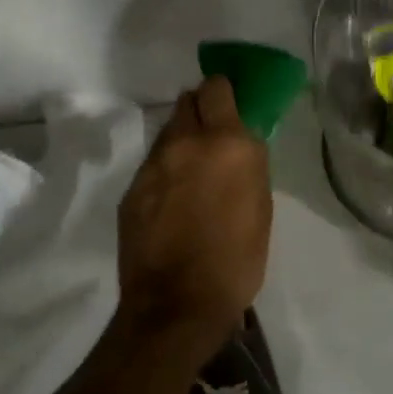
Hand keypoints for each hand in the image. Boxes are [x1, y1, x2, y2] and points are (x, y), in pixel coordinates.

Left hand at [116, 76, 272, 352]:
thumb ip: (248, 165)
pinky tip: (172, 201)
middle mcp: (187, 143)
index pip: (217, 88)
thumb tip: (240, 146)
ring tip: (192, 173)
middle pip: (188, 101)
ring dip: (182, 141)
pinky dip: (165, 171)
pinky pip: (153, 165)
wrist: (177, 305)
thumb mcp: (260, 207)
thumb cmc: (236, 260)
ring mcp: (153, 165)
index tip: (231, 105)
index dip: (223, 92)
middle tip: (213, 136)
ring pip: (168, 133)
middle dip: (201, 110)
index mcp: (227, 143)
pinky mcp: (132, 190)